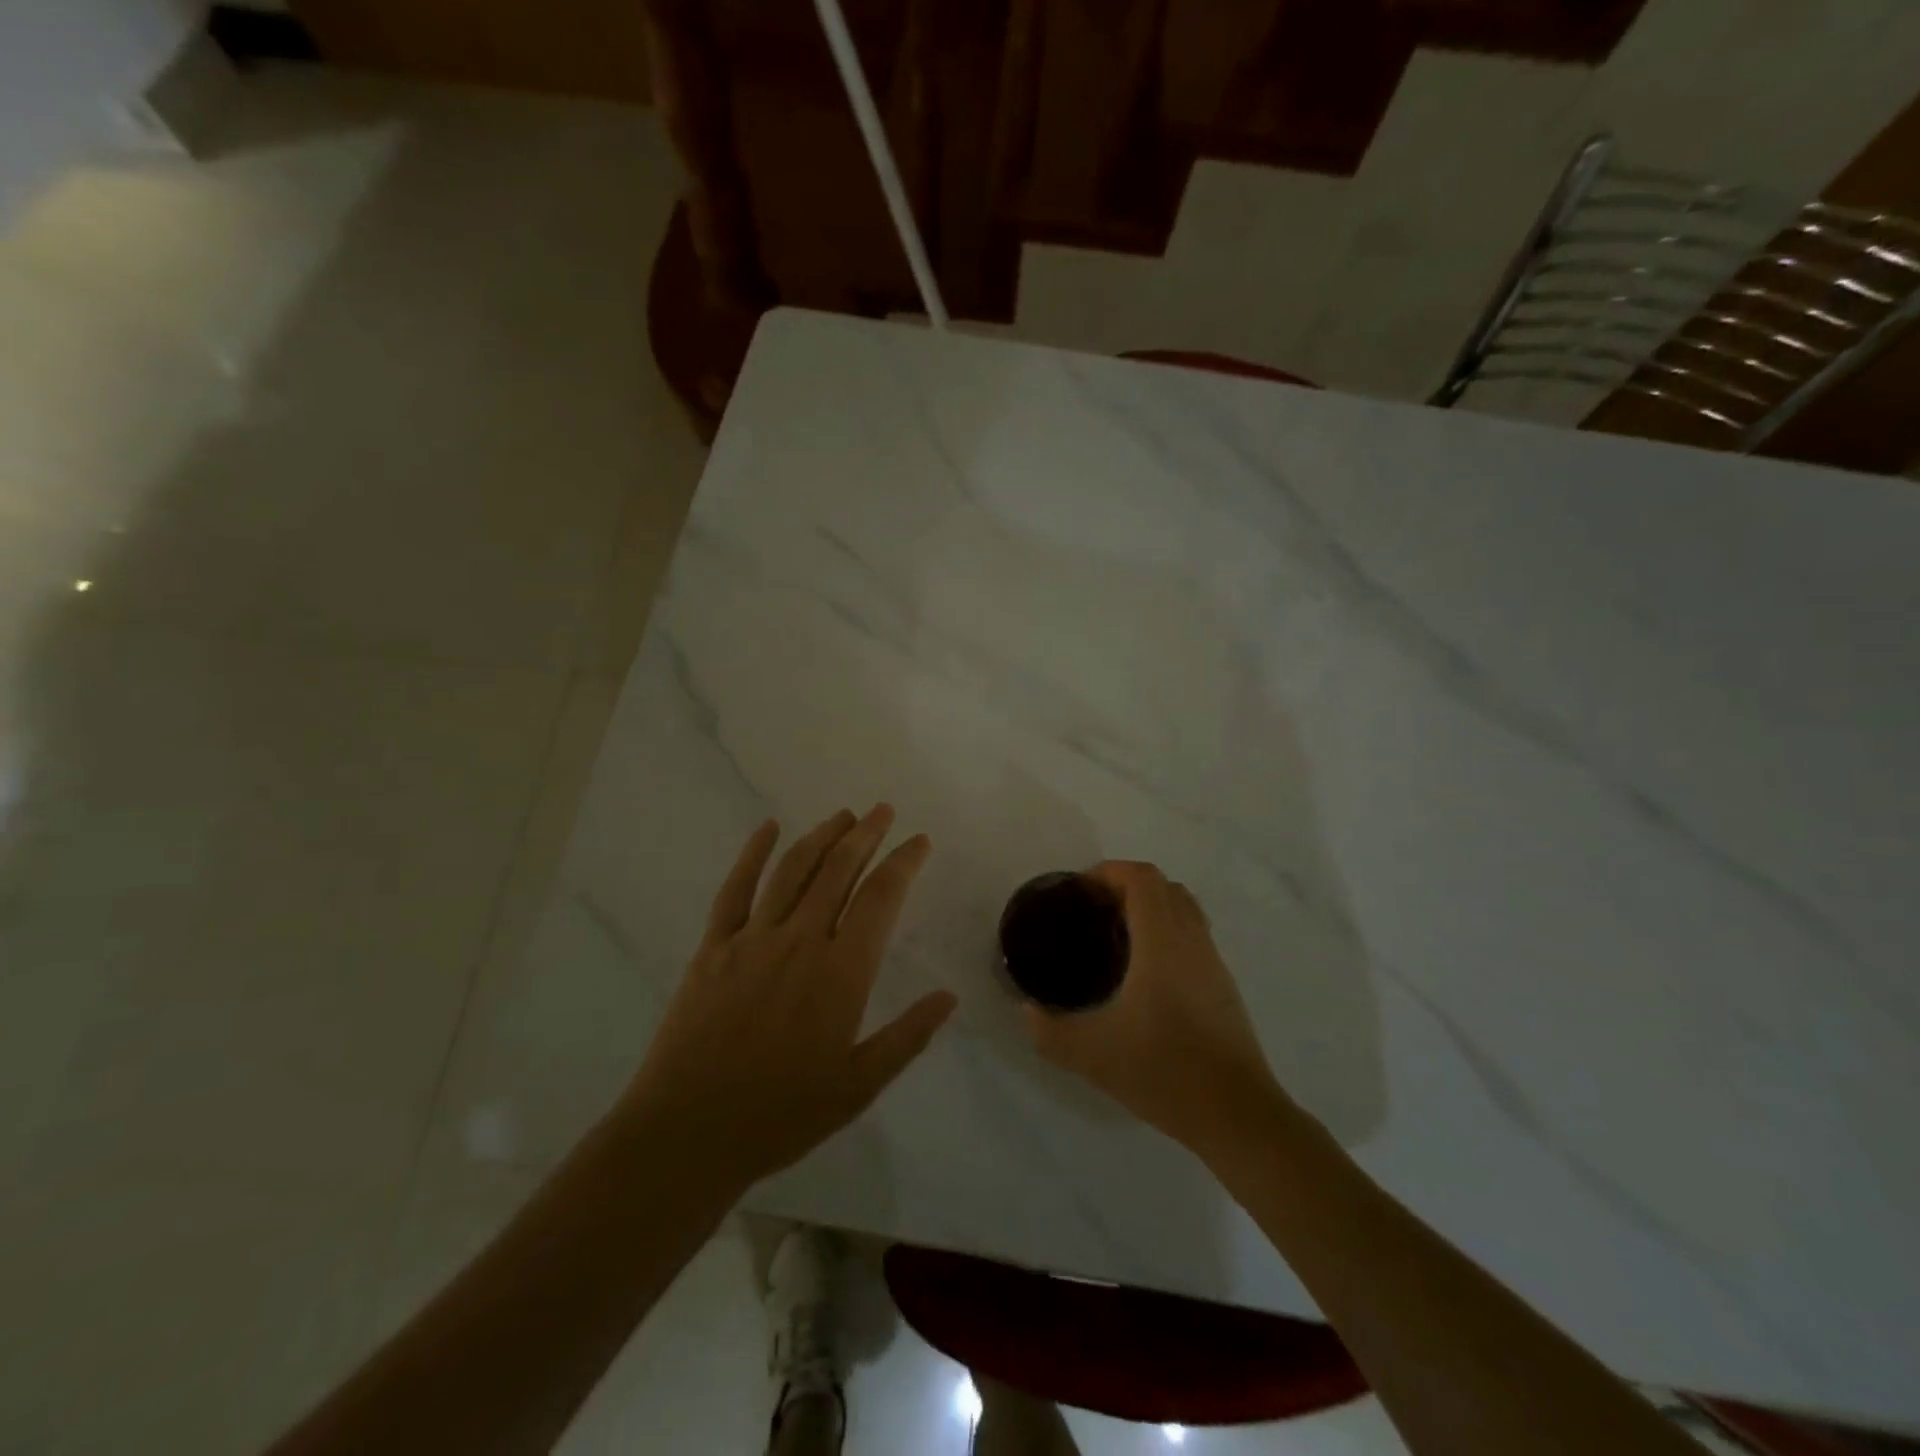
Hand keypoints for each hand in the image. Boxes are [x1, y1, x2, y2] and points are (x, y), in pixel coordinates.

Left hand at [618, 806, 956, 1191]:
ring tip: (844, 815)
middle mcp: (800, 941)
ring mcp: (752, 939)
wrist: (688, 1134)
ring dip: (822, 836)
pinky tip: (768, 828)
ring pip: (794, 870)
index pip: (881, 898)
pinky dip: (753, 853)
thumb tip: (949, 996)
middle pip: (839, 870)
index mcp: (840, 972)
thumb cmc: (781, 1116)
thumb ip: (907, 1036)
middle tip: (883, 811)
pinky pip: (735, 889)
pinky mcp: (713, 948)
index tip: (919, 841)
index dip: (903, 862)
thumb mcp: (859, 1086)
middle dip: (866, 834)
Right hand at [1023, 861, 1283, 1155]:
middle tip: (1093, 912)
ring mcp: (1213, 962)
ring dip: (1151, 909)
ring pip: (1184, 910)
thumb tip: (1026, 1011)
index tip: (1080, 891)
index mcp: (1162, 941)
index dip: (1109, 871)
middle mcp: (1192, 940)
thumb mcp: (1091, 1054)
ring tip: (1115, 938)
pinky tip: (1144, 975)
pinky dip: (1167, 934)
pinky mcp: (1224, 987)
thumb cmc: (1164, 1071)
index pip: (1142, 878)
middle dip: (1127, 886)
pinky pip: (1194, 936)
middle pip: (1165, 886)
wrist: (1237, 1115)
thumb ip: (1048, 1030)